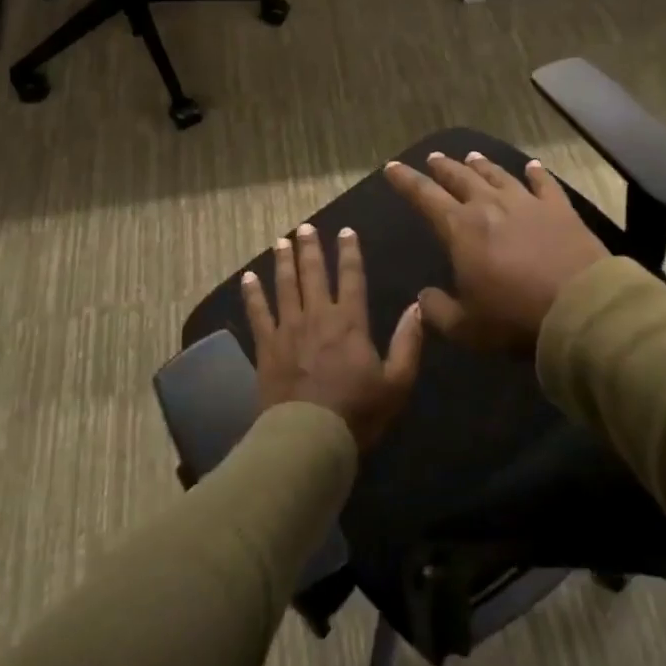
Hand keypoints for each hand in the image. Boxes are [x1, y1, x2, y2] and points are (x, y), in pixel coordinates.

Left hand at [243, 223, 423, 450]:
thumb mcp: (397, 383)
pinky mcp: (266, 347)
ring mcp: (288, 329)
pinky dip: (252, 294)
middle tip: (306, 227)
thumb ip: (408, 343)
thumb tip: (418, 307)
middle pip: (313, 274)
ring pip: (285, 285)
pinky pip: (257, 313)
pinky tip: (248, 278)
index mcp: (351, 322)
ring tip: (281, 240)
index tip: (345, 231)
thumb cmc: (357, 413)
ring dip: (283, 261)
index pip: (352, 277)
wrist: (309, 438)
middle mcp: (318, 316)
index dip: (349, 252)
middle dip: (311, 248)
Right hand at [384, 151, 609, 353]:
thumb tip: (423, 297)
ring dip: (482, 165)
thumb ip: (437, 311)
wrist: (579, 308)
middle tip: (433, 158)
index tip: (392, 167)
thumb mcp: (465, 327)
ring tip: (471, 156)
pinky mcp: (560, 209)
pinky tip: (531, 165)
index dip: (406, 181)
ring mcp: (527, 203)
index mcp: (460, 229)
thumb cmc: (514, 318)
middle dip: (443, 167)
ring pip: (498, 175)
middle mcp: (490, 206)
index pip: (425, 196)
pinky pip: (544, 183)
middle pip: (461, 178)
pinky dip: (536, 173)